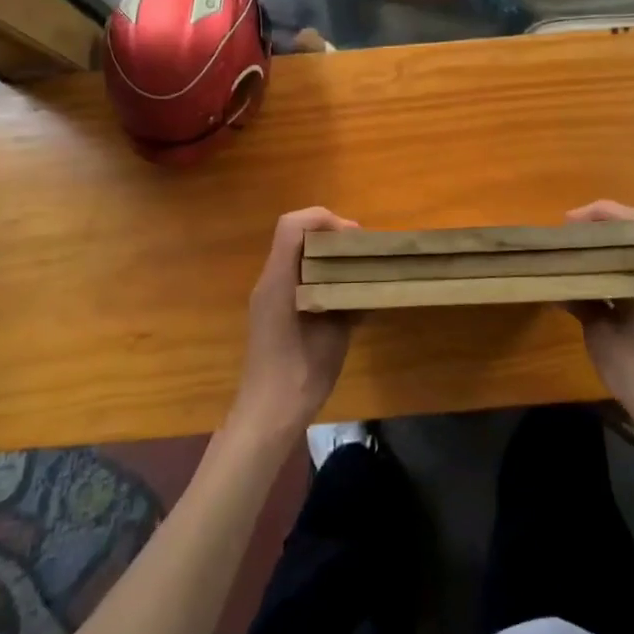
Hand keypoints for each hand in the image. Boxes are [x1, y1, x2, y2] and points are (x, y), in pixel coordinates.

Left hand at [230, 207, 359, 439]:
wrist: (268, 413)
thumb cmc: (301, 371)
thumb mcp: (334, 333)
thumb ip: (347, 299)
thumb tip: (365, 281)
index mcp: (280, 279)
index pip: (293, 225)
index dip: (323, 219)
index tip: (352, 237)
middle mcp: (270, 280)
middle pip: (296, 236)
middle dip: (330, 235)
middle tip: (360, 252)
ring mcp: (269, 296)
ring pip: (297, 257)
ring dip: (326, 257)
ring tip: (357, 273)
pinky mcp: (273, 312)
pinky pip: (297, 279)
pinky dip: (320, 278)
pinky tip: (344, 301)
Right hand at [566, 201, 633, 437]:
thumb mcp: (600, 336)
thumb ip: (581, 303)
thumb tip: (557, 286)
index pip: (632, 223)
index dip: (600, 213)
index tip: (568, 224)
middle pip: (632, 235)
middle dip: (597, 231)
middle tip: (565, 241)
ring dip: (604, 252)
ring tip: (572, 261)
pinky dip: (613, 272)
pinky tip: (590, 288)